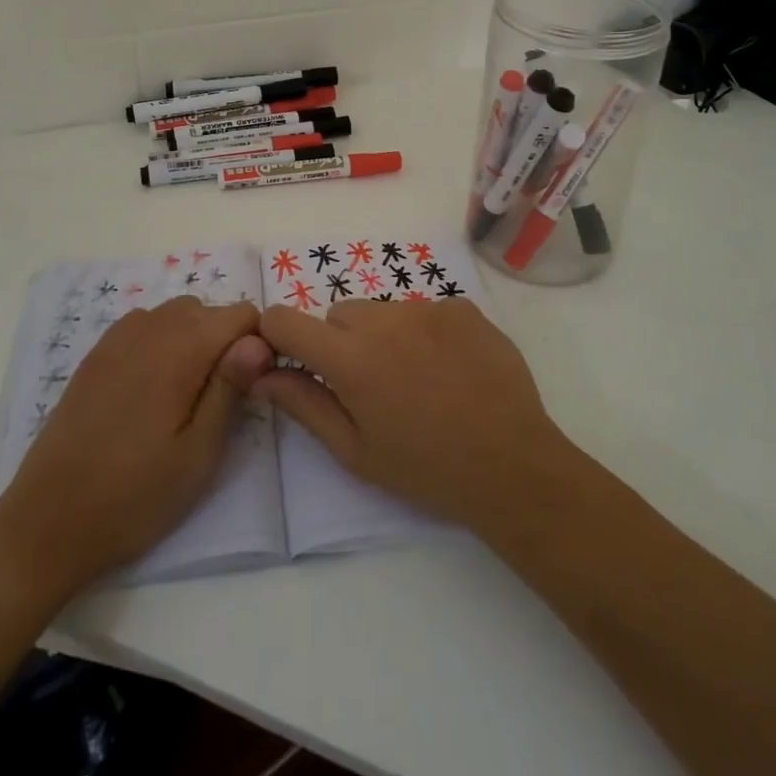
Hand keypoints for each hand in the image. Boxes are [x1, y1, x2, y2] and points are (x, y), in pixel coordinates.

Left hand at [0, 298, 271, 601]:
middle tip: (219, 399)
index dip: (255, 344)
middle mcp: (149, 331)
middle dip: (225, 340)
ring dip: (193, 337)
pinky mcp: (94, 356)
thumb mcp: (198, 454)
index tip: (250, 386)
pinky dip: (160, 339)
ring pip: (175, 313)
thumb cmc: (134, 496)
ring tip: (187, 393)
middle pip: (208, 309)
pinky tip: (152, 384)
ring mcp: (115, 340)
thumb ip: (230, 388)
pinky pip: (142, 324)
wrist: (46, 525)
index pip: (240, 314)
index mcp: (180, 351)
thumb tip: (259, 338)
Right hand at [255, 298, 572, 531]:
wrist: (513, 466)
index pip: (286, 320)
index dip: (277, 335)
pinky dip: (424, 332)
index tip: (289, 358)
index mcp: (351, 359)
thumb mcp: (355, 451)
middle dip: (340, 342)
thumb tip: (262, 375)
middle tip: (368, 386)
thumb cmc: (426, 468)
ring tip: (415, 378)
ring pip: (382, 310)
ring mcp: (428, 308)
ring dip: (383, 335)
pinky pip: (424, 310)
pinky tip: (449, 368)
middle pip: (339, 314)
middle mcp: (385, 320)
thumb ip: (304, 405)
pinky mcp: (462, 308)